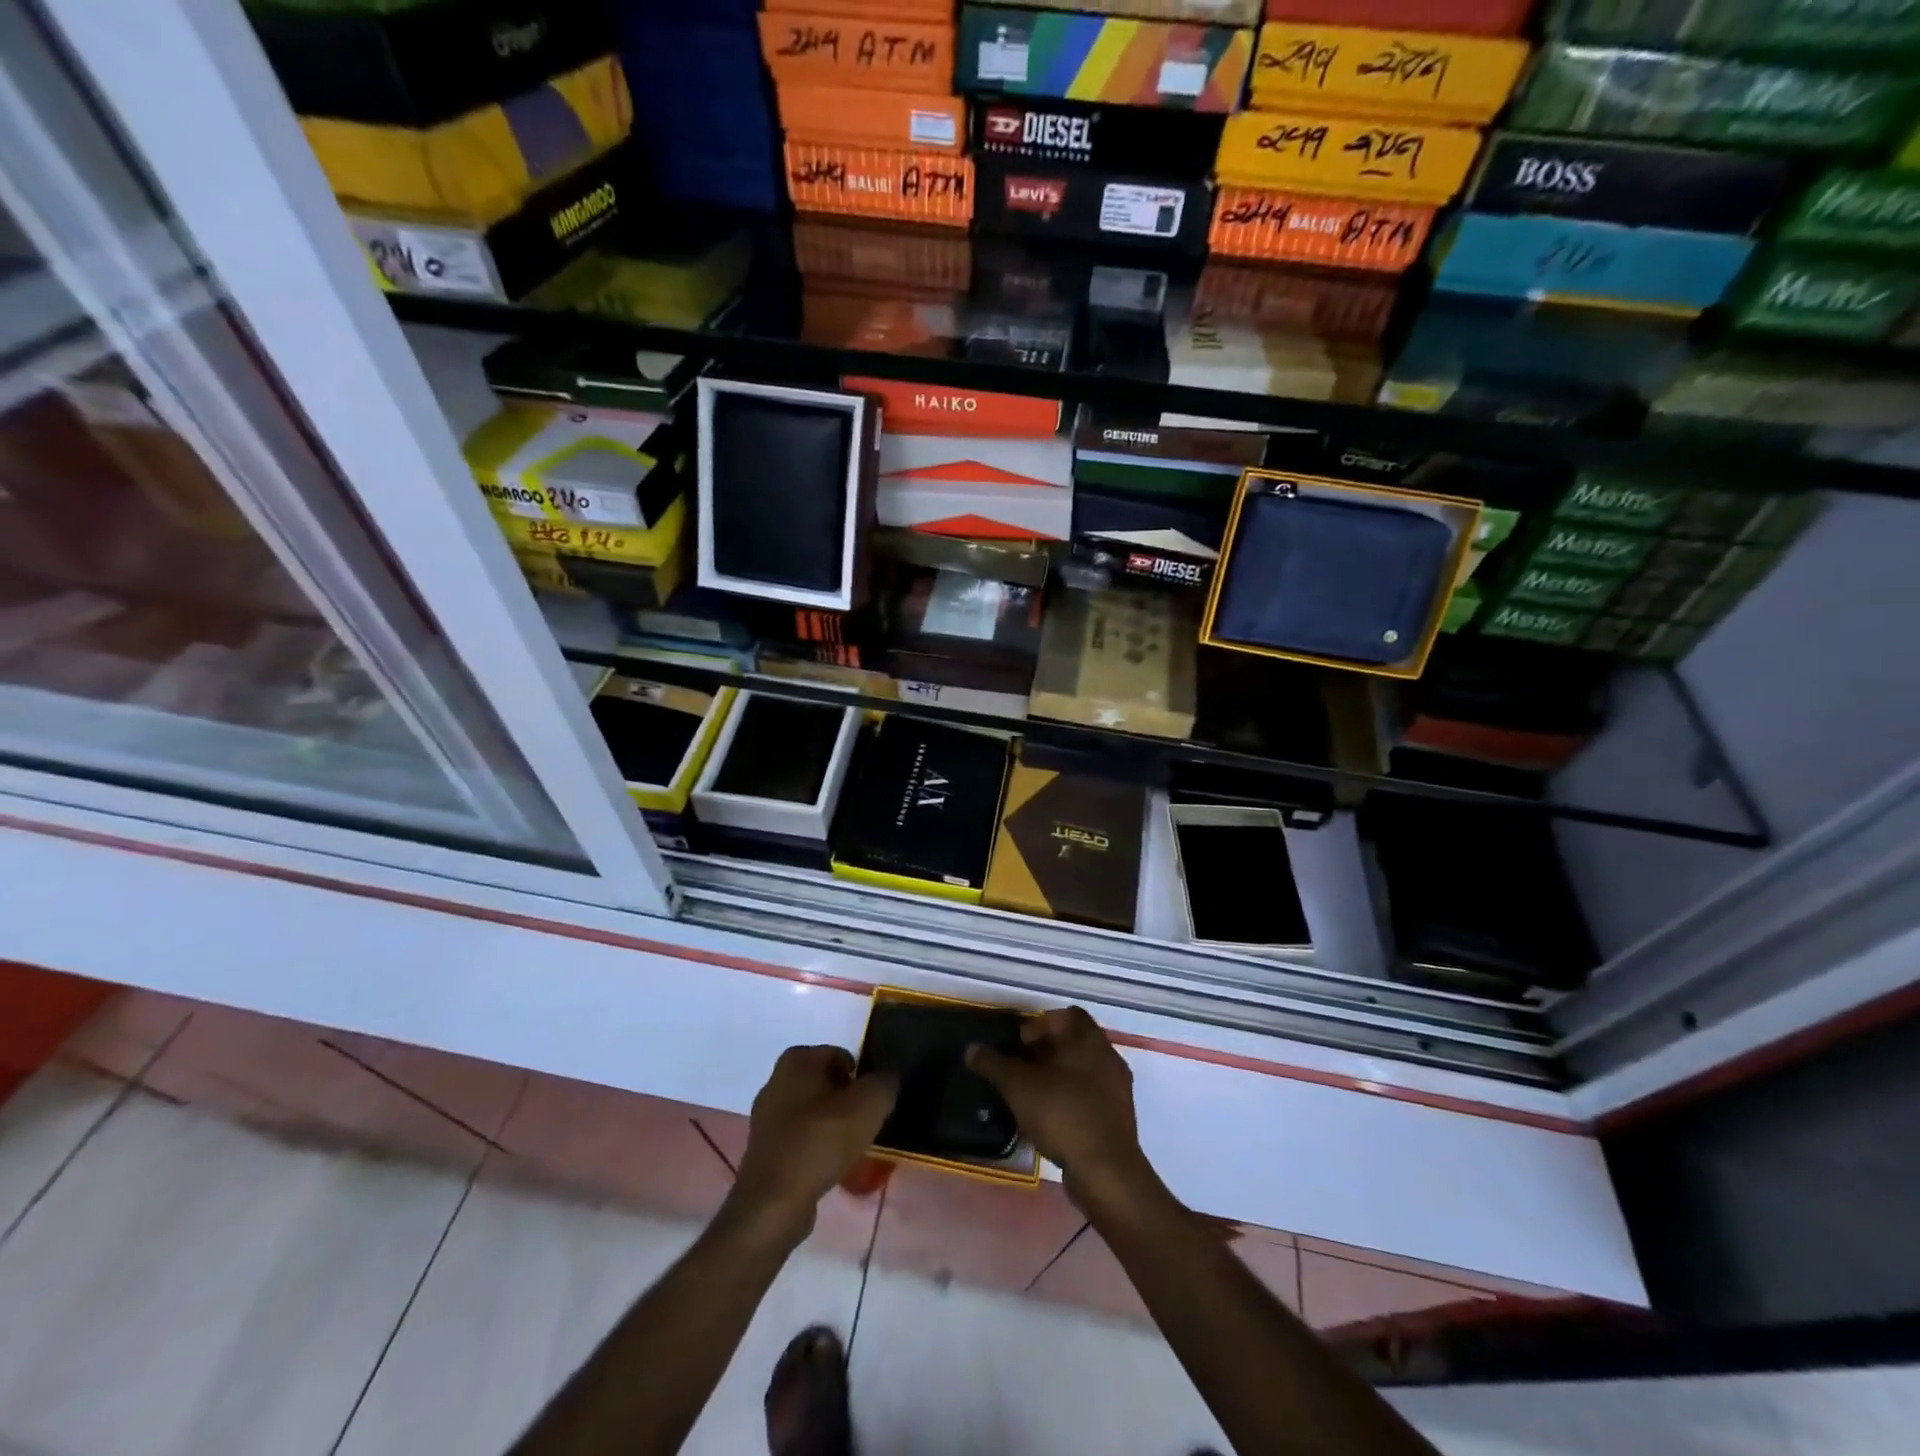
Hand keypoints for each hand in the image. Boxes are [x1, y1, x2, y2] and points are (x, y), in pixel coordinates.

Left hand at [729, 1046, 897, 1245]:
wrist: (774, 1203)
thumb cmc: (821, 1140)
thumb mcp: (869, 1104)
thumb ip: (884, 1083)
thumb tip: (887, 1080)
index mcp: (797, 1059)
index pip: (843, 1056)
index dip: (863, 1079)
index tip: (873, 1104)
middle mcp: (777, 1079)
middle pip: (827, 1084)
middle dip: (848, 1101)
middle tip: (866, 1124)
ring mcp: (767, 1116)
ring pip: (815, 1112)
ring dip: (834, 1126)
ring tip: (852, 1149)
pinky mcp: (765, 1148)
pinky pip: (802, 1138)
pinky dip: (818, 1147)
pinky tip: (831, 1166)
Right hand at [966, 1007, 1149, 1209]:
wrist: (1105, 1170)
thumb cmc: (1062, 1113)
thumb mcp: (1018, 1086)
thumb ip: (993, 1063)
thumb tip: (971, 1048)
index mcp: (1089, 1038)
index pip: (1067, 1014)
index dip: (1041, 1024)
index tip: (1020, 1044)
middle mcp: (1108, 1055)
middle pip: (1074, 1041)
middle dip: (1046, 1051)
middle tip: (1020, 1068)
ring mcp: (1118, 1087)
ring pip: (1083, 1069)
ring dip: (1059, 1076)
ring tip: (1032, 1094)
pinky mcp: (1120, 1116)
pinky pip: (1092, 1095)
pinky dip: (1072, 1098)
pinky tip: (1052, 1117)